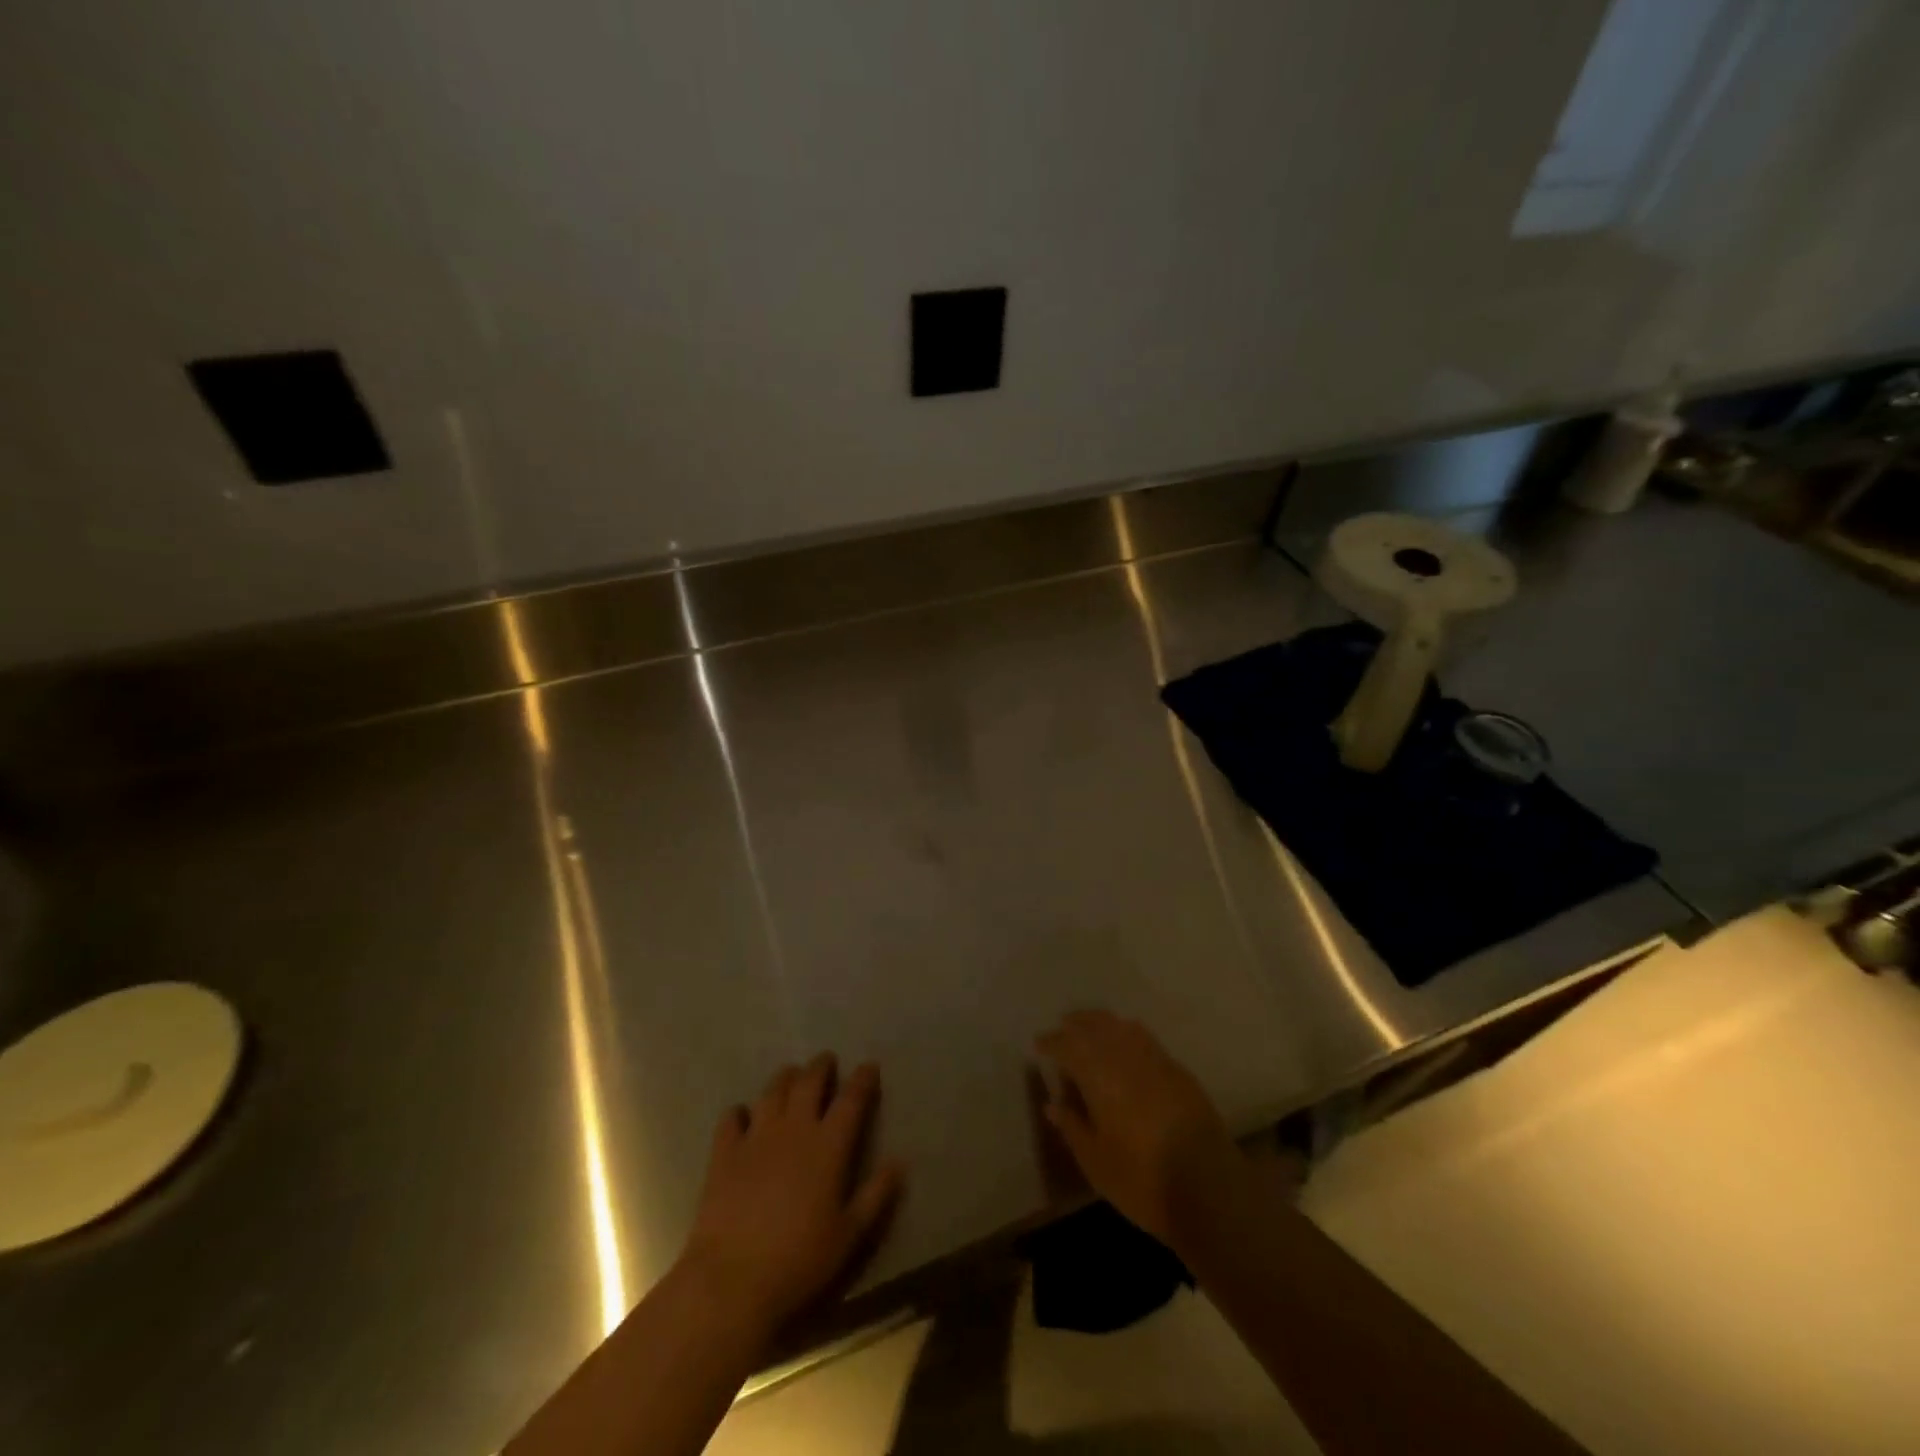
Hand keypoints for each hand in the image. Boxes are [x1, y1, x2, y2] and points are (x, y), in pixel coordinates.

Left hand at [678, 1053, 902, 1340]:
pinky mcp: (724, 1153)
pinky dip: (740, 1112)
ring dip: (785, 1078)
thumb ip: (876, 1195)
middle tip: (827, 1061)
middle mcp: (794, 1129)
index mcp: (828, 1146)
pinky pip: (732, 1118)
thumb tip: (899, 1162)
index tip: (869, 1067)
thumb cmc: (800, 1260)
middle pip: (809, 1083)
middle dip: (821, 1067)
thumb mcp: (850, 1235)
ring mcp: (756, 1137)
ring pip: (773, 1092)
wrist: (732, 1281)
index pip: (851, 1100)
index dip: (862, 1079)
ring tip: (791, 1075)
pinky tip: (743, 1115)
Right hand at [1035, 1010, 1247, 1247]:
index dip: (1052, 1042)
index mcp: (1100, 1076)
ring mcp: (1157, 1061)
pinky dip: (1129, 1033)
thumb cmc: (1142, 1179)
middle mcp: (1126, 1058)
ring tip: (1092, 1028)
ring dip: (1103, 1023)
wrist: (1209, 1188)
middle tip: (1064, 1025)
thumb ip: (1073, 1127)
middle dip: (1078, 1023)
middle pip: (1097, 1026)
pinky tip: (1127, 1044)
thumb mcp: (1096, 1162)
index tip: (1039, 1044)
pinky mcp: (1180, 1072)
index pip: (1069, 1046)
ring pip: (1123, 1027)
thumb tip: (1053, 1104)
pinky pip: (1147, 1039)